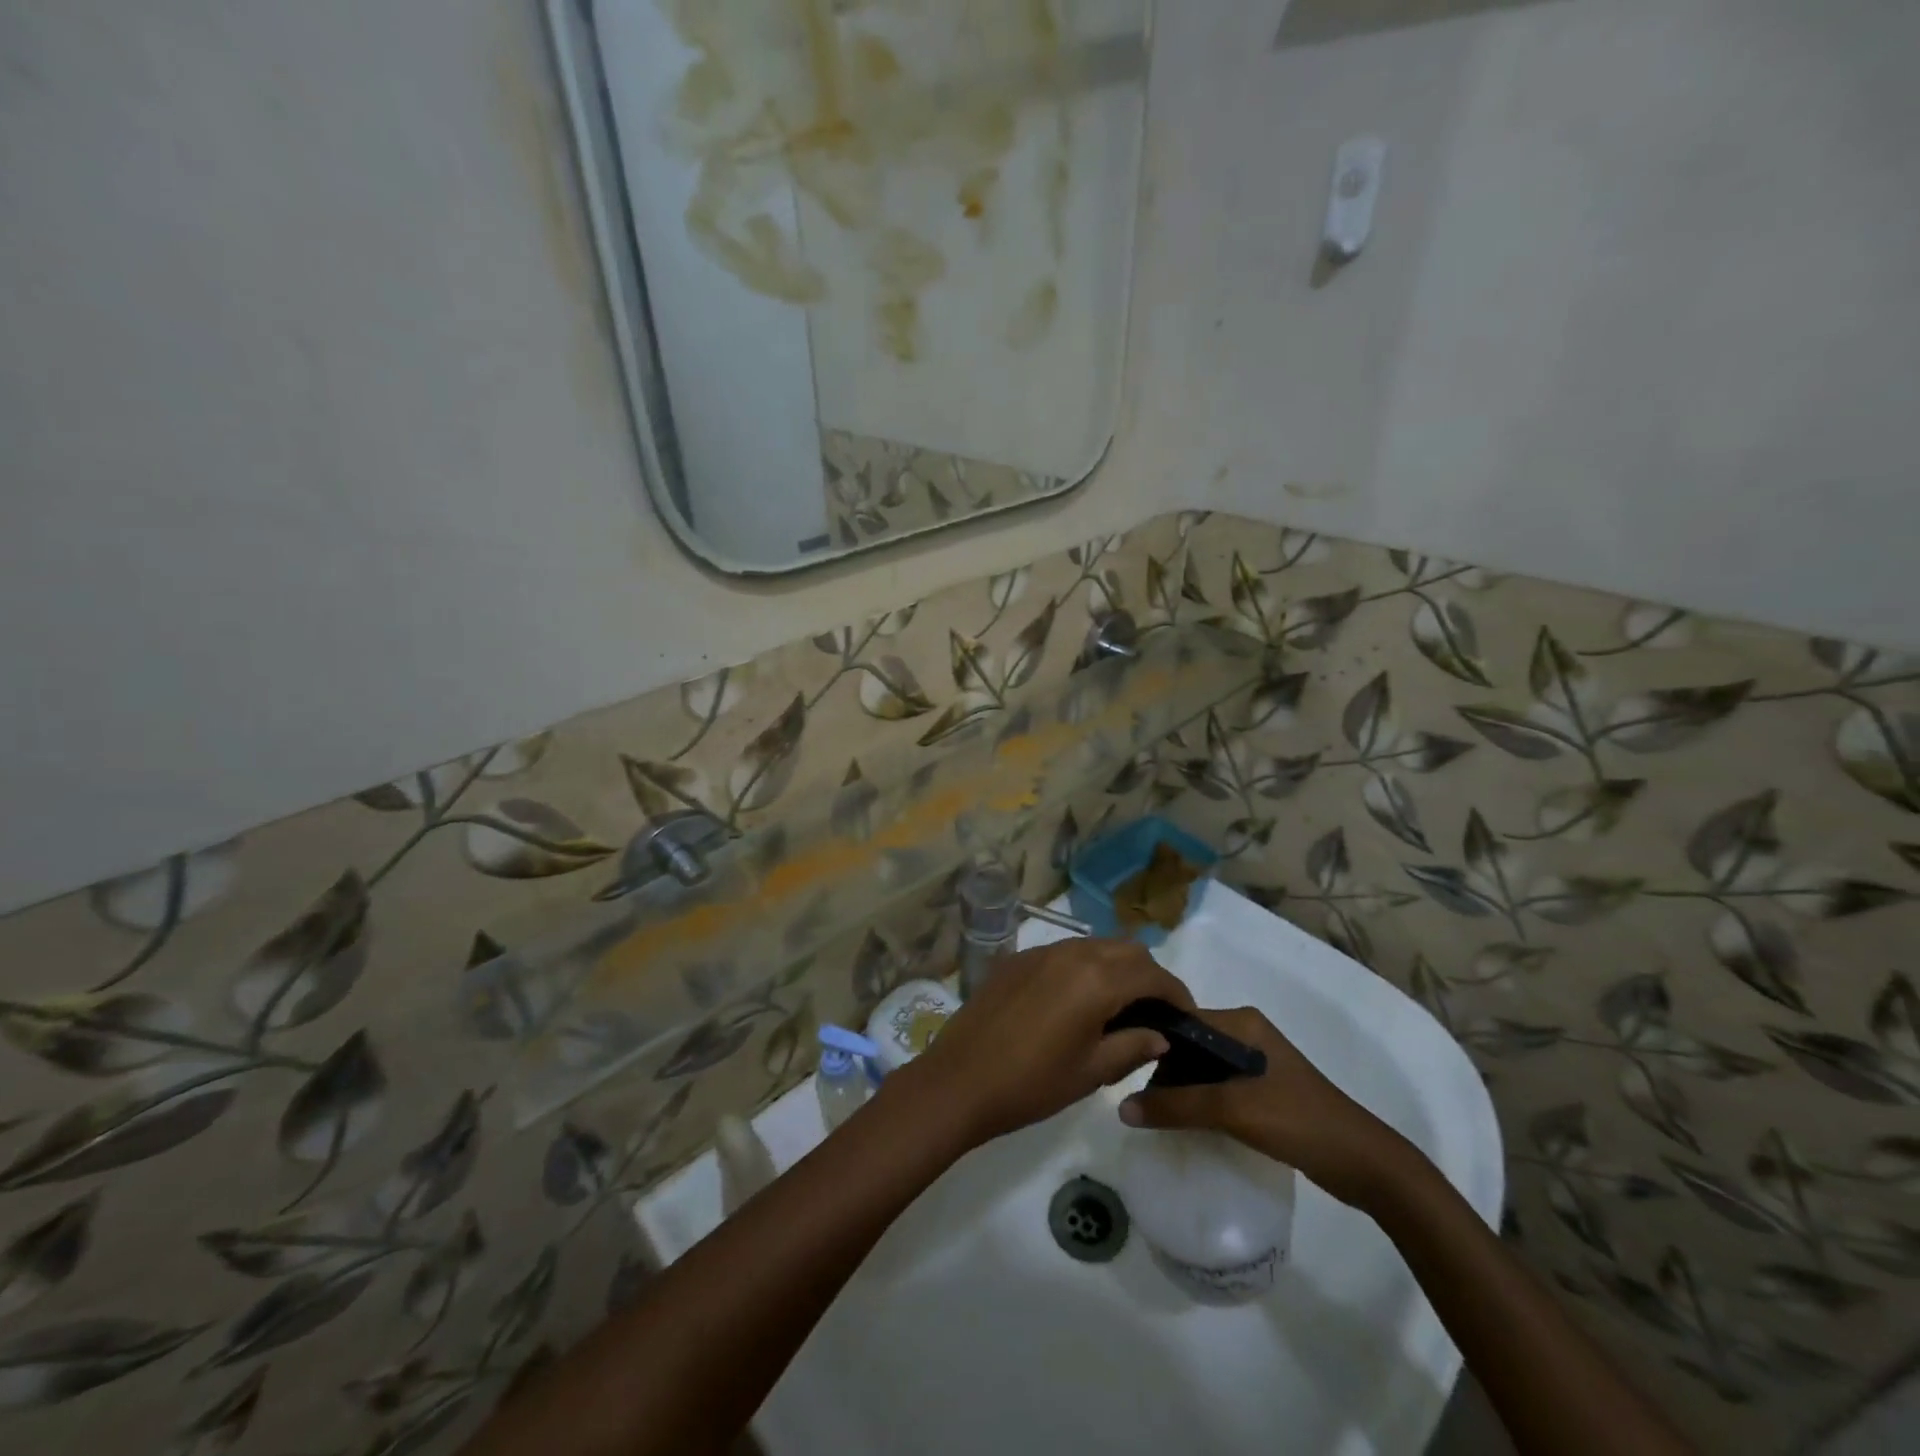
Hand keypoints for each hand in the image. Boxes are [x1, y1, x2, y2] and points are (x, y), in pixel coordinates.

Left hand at [896, 938, 1191, 1146]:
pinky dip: (1083, 968)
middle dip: (1148, 975)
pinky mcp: (1017, 959)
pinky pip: (1063, 953)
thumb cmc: (1032, 1083)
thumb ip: (1132, 1046)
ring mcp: (1040, 951)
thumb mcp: (1091, 1071)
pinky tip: (1076, 1001)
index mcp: (1097, 979)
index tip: (1186, 1017)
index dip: (1176, 994)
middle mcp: (1072, 953)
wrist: (960, 1080)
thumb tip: (1159, 1034)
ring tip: (1118, 1006)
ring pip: (1094, 945)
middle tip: (1154, 1013)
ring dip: (1115, 967)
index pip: (1153, 974)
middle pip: (1126, 950)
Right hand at [1119, 1006, 1418, 1211]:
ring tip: (1153, 1112)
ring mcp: (1255, 1061)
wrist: (1365, 1164)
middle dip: (1162, 1069)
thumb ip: (1177, 1107)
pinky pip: (1216, 1085)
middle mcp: (1245, 1033)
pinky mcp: (1262, 1088)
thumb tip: (1122, 1109)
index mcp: (1240, 1022)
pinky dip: (1198, 1100)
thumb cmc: (1298, 1121)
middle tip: (1136, 1099)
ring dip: (1179, 1087)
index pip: (1180, 1021)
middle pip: (1188, 1044)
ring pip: (1201, 1067)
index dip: (1150, 1042)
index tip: (1121, 1067)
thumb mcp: (1233, 1111)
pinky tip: (1183, 1121)